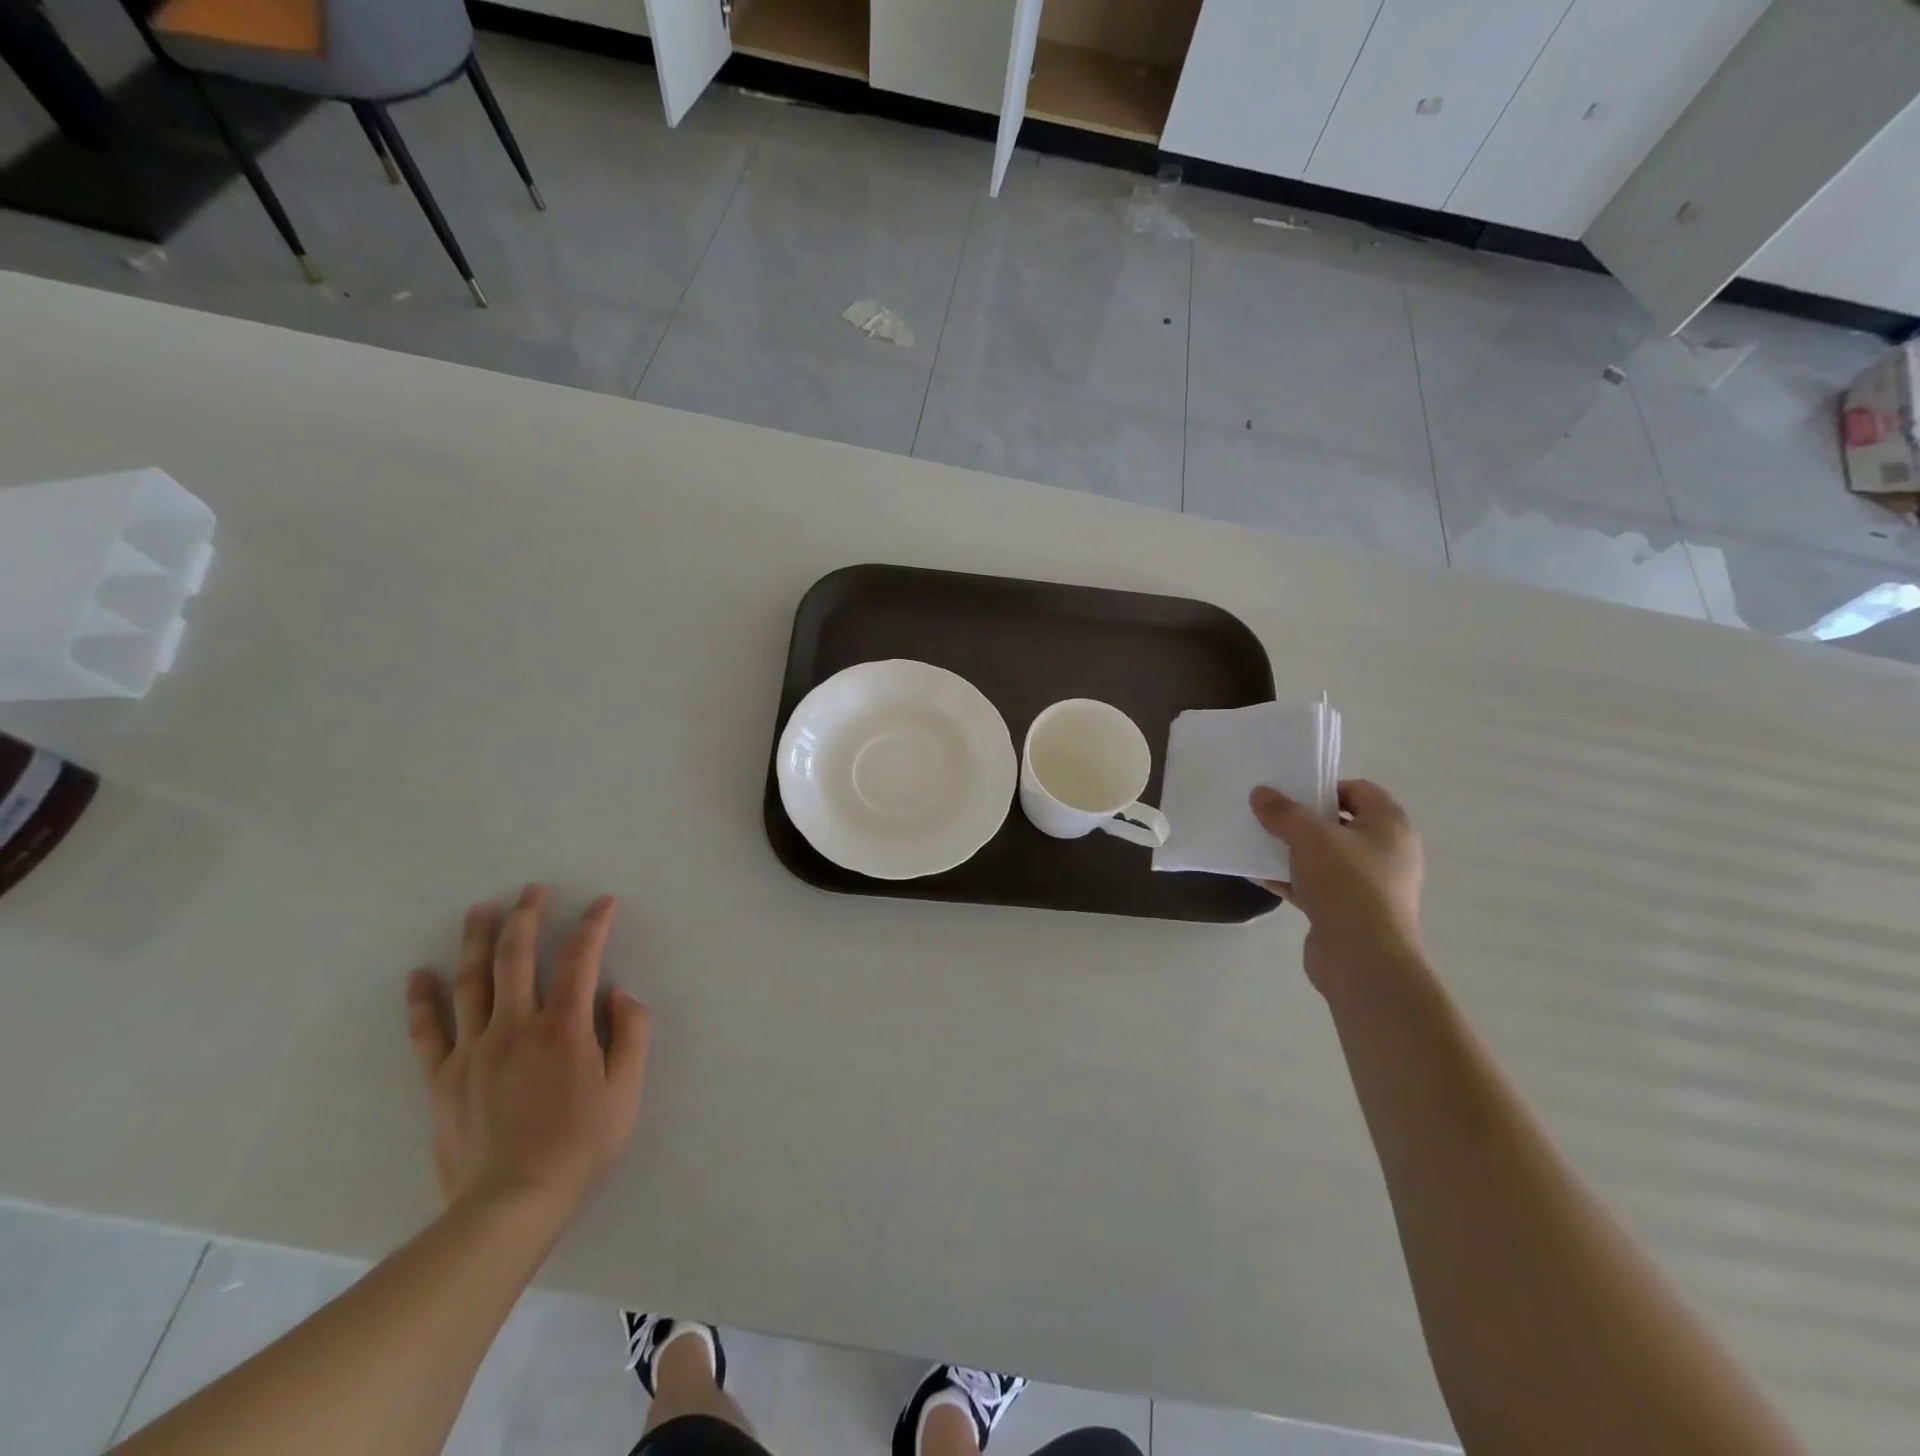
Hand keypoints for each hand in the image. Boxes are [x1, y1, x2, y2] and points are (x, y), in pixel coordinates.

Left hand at [405, 886, 650, 1229]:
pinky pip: (428, 1031)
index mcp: (564, 1027)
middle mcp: (516, 1026)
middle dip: (527, 917)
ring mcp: (473, 1050)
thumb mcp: (626, 1091)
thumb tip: (619, 994)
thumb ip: (631, 1035)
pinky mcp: (442, 1078)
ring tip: (480, 910)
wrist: (511, 1205)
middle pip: (518, 958)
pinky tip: (419, 974)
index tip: (602, 903)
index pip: (580, 959)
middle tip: (531, 890)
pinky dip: (422, 1000)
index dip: (593, 925)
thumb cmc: (579, 1145)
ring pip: (472, 982)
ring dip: (477, 941)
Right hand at [1250, 780, 1424, 998]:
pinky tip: (1260, 876)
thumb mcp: (1309, 837)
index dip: (1325, 787)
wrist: (1363, 958)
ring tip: (1258, 843)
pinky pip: (1316, 886)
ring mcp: (1369, 885)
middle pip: (1340, 824)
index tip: (1291, 793)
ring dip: (1293, 851)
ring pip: (1325, 857)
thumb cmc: (1347, 883)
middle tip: (1269, 815)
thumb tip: (1260, 793)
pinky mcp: (1349, 912)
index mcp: (1390, 826)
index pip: (1360, 790)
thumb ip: (1283, 812)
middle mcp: (1386, 852)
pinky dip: (1291, 880)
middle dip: (1303, 820)